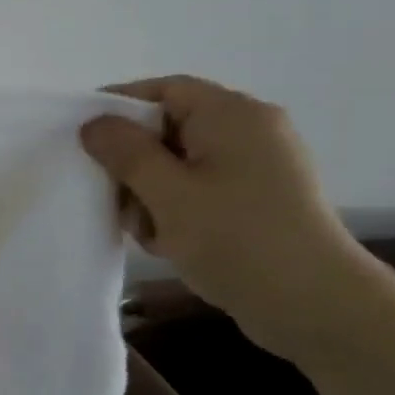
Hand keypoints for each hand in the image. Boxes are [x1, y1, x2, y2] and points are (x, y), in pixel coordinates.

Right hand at [80, 75, 376, 358]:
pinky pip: (202, 189)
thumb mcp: (167, 193)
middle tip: (109, 195)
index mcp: (232, 115)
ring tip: (145, 231)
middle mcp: (250, 131)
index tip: (80, 134)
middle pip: (170, 128)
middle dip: (134, 162)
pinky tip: (167, 242)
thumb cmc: (235, 237)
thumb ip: (125, 152)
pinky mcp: (259, 201)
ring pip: (181, 164)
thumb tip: (94, 122)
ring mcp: (258, 167)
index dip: (118, 106)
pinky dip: (177, 209)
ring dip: (151, 192)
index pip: (164, 90)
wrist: (313, 304)